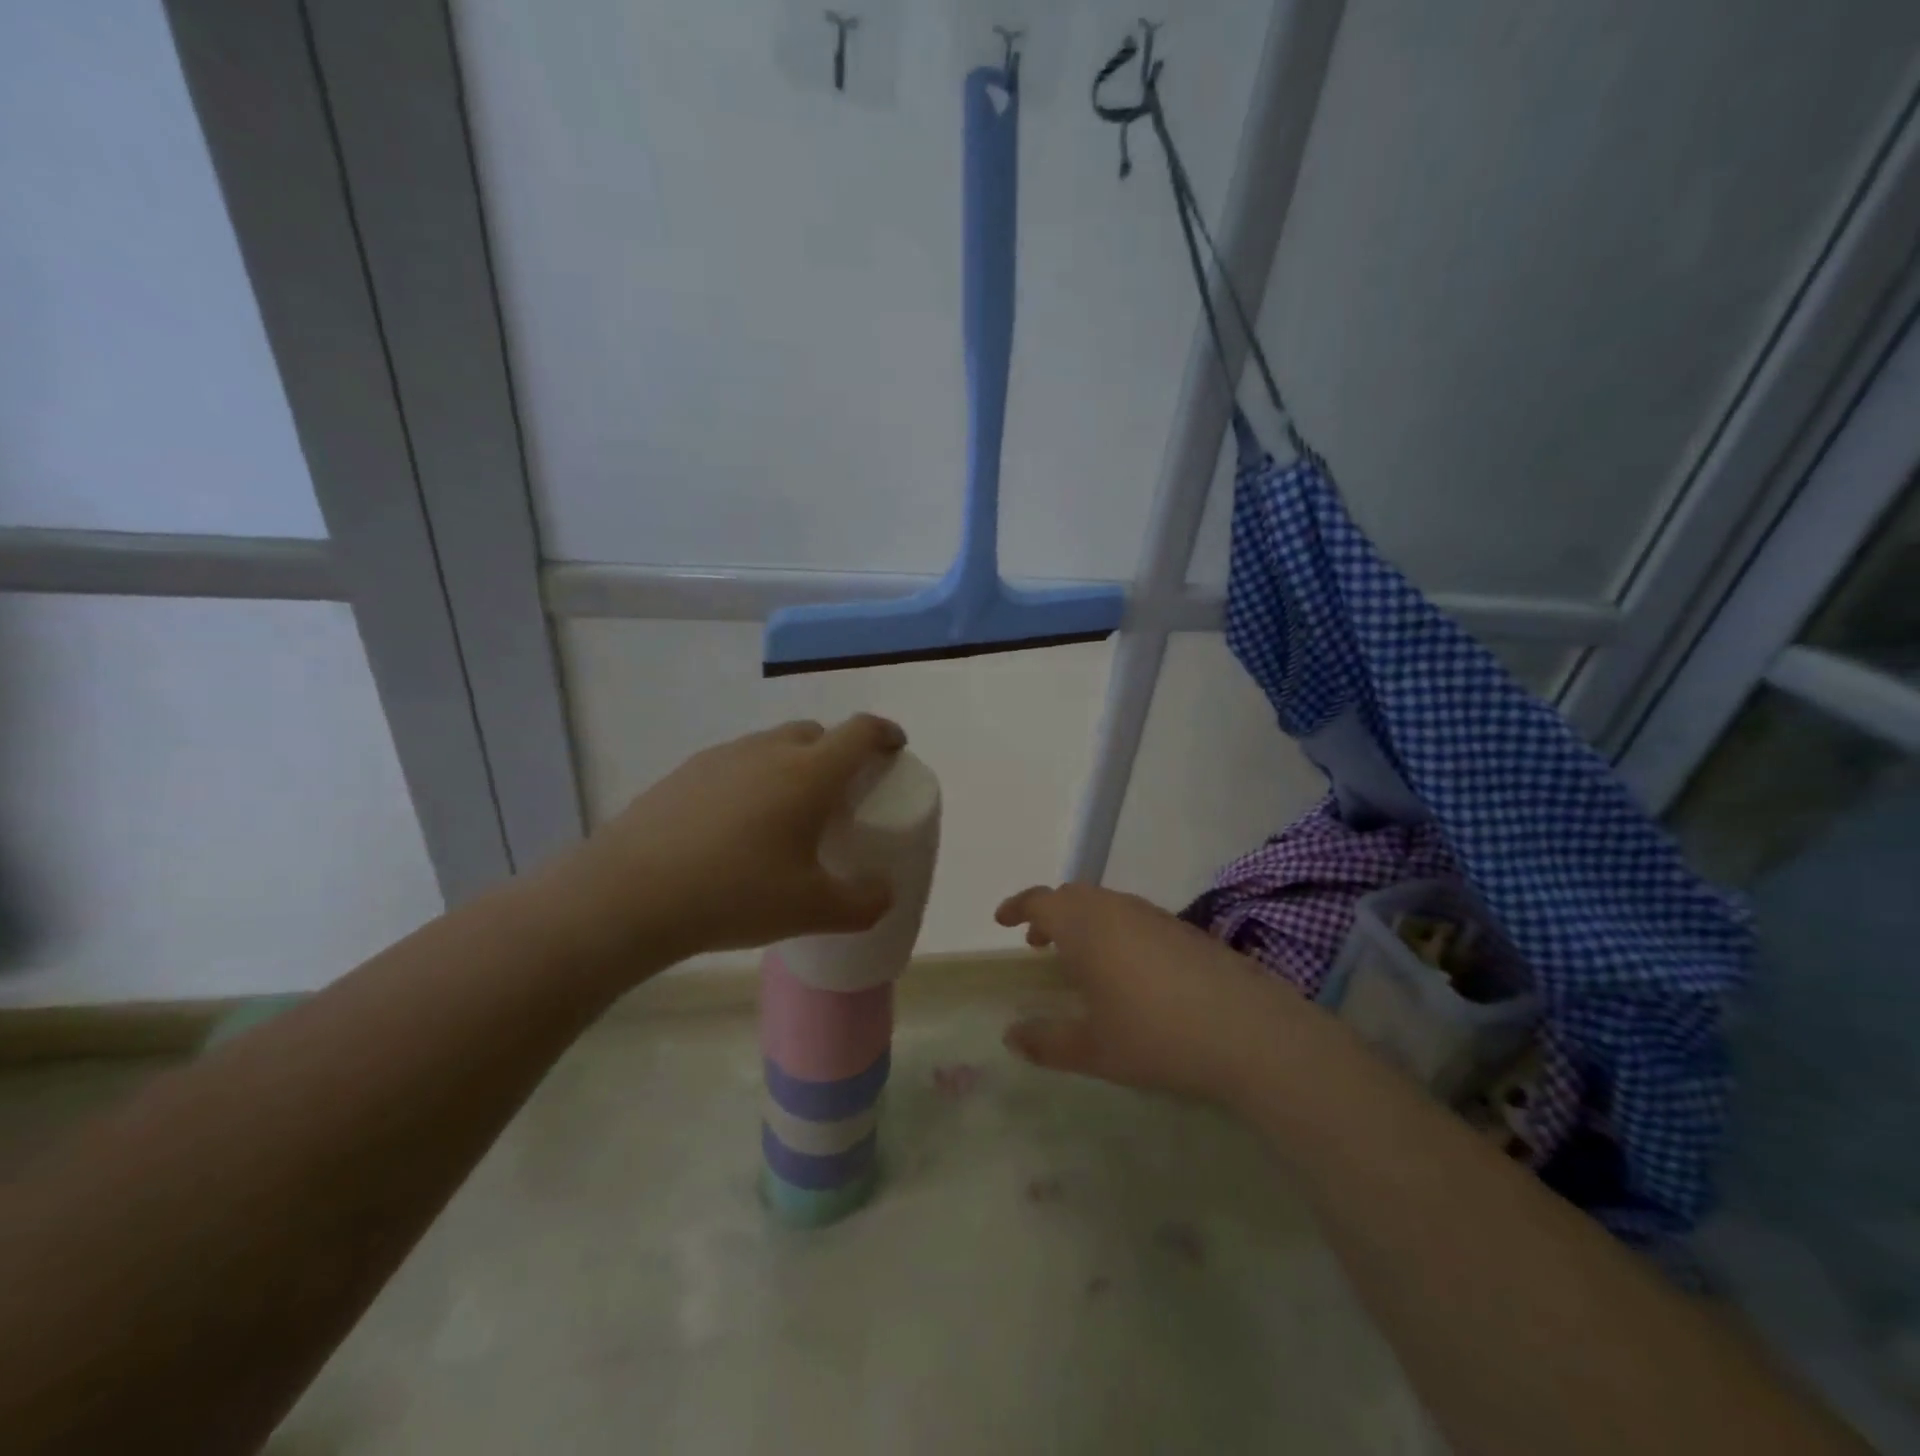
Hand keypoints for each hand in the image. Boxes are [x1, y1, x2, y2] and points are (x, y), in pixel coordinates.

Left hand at [550, 715, 905, 972]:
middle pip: (816, 733)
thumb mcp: (812, 910)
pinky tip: (736, 826)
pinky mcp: (685, 772)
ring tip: (787, 812)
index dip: (885, 734)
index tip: (895, 747)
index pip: (860, 732)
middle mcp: (768, 751)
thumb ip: (863, 904)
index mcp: (809, 773)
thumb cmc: (735, 894)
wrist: (629, 894)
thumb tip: (884, 894)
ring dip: (792, 764)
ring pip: (772, 746)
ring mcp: (722, 757)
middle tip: (840, 792)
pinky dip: (752, 780)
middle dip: (837, 752)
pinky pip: (735, 763)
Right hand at [996, 883, 1306, 1105]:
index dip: (1018, 906)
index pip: (1041, 900)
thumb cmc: (1156, 1037)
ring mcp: (1155, 916)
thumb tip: (1011, 1036)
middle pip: (1074, 897)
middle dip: (1050, 914)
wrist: (1249, 1032)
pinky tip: (1128, 970)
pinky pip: (1135, 916)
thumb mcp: (1093, 1050)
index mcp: (1085, 927)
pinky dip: (1115, 930)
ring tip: (1080, 958)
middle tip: (1037, 943)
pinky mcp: (1186, 930)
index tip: (1003, 920)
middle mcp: (1117, 910)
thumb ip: (1046, 1042)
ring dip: (1083, 921)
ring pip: (1106, 904)